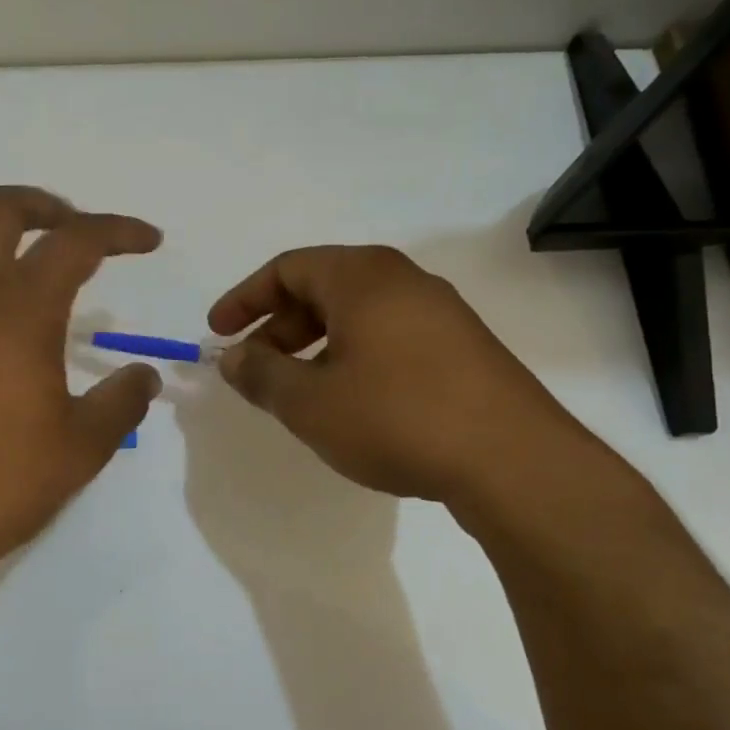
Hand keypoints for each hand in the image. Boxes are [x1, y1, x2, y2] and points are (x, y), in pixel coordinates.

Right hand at [208, 245, 586, 506]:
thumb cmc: (396, 417)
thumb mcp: (310, 402)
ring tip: (297, 390)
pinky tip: (350, 402)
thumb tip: (232, 357)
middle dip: (278, 327)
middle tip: (254, 368)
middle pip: (322, 289)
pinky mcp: (462, 347)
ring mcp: (439, 312)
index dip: (244, 299)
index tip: (218, 333)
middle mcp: (402, 280)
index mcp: (361, 276)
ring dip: (315, 345)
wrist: (512, 460)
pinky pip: (389, 336)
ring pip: (357, 316)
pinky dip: (353, 357)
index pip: (287, 268)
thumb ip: (261, 374)